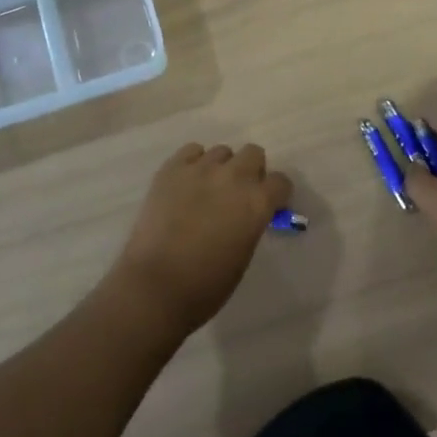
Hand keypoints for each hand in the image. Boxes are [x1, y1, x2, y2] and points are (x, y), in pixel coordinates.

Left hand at [112, 143, 293, 335]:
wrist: (155, 285)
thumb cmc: (206, 285)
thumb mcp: (243, 255)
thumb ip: (250, 224)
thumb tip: (246, 214)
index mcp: (257, 202)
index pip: (281, 182)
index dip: (276, 194)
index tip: (269, 205)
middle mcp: (234, 176)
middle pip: (253, 153)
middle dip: (251, 170)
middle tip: (238, 193)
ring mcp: (201, 168)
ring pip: (222, 151)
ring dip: (221, 167)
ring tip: (207, 189)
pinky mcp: (172, 168)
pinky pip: (191, 151)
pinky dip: (194, 162)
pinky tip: (186, 183)